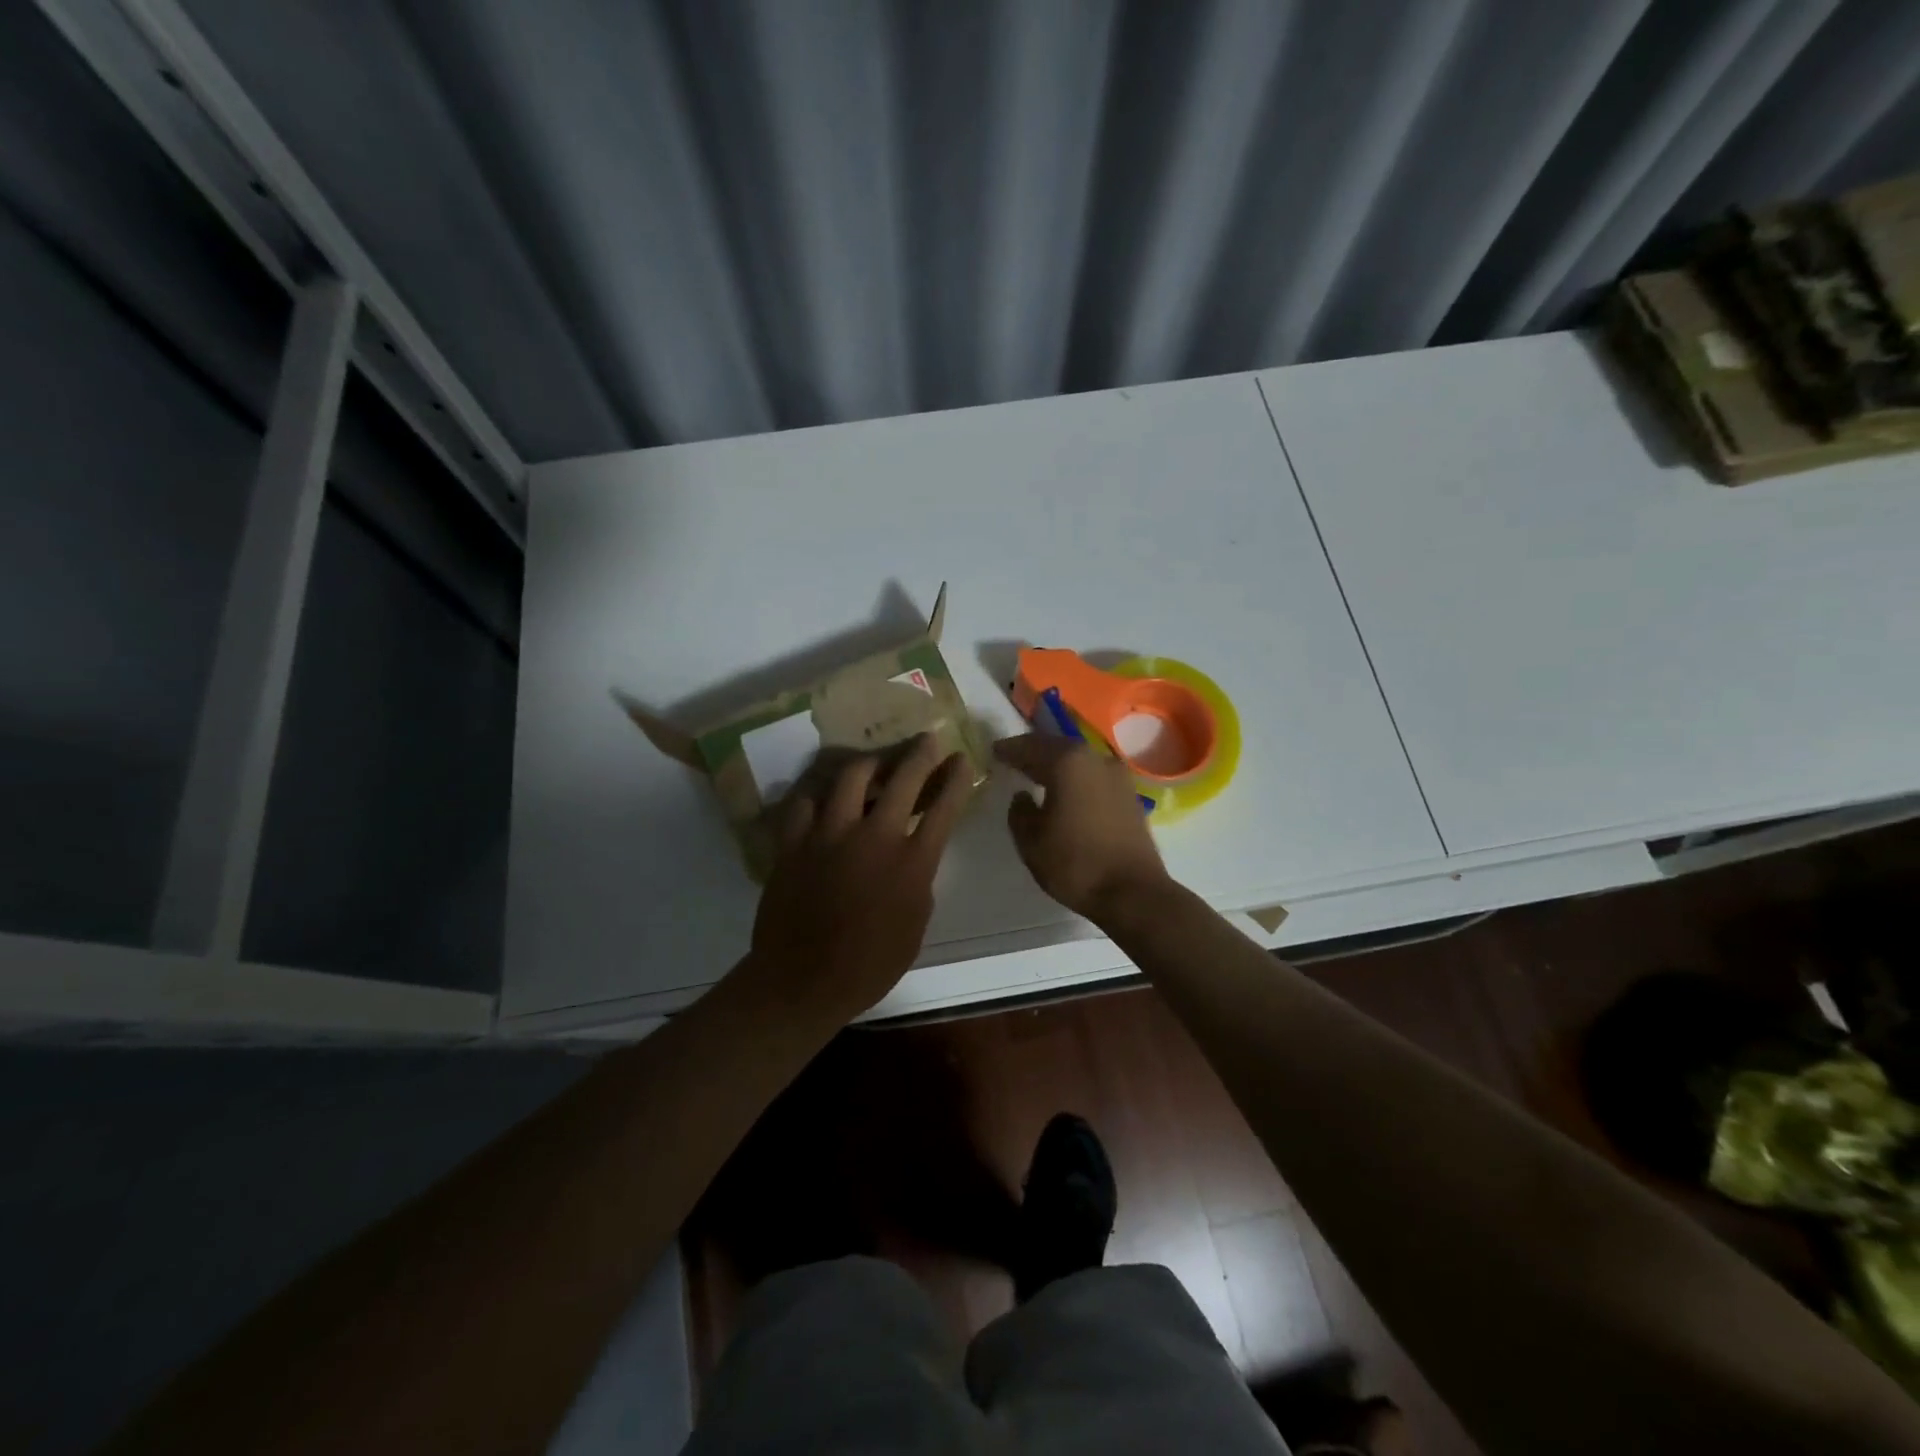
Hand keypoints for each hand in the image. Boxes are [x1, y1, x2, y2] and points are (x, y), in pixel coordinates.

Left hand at [744, 735, 974, 1024]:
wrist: (803, 979)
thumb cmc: (871, 964)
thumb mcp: (916, 924)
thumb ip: (918, 879)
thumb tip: (914, 853)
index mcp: (912, 861)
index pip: (943, 807)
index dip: (956, 779)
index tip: (962, 759)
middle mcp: (874, 836)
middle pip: (902, 778)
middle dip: (920, 754)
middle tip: (926, 739)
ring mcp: (830, 834)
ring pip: (850, 777)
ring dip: (869, 765)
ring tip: (874, 764)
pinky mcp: (795, 841)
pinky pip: (805, 803)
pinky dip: (818, 798)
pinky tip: (823, 801)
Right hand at [993, 733, 1171, 922]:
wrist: (1134, 892)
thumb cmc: (1076, 864)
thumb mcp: (1031, 841)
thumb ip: (1019, 812)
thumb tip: (1022, 796)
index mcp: (1067, 762)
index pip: (1029, 747)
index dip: (1009, 749)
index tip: (994, 751)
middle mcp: (1095, 759)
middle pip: (1056, 747)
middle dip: (1034, 751)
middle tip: (1013, 758)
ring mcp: (1117, 775)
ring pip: (1078, 760)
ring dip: (1056, 764)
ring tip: (1037, 773)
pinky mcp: (1129, 794)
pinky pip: (1093, 775)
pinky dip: (1075, 777)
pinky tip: (1065, 791)